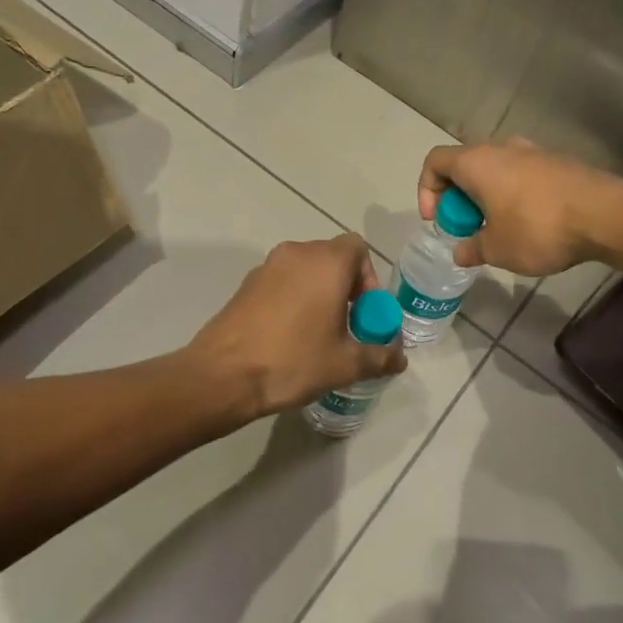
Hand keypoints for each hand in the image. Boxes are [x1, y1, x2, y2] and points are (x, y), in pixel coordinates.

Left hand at [189, 234, 405, 420]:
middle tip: (348, 326)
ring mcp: (266, 267)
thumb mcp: (345, 364)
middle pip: (332, 258)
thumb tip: (399, 360)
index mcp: (326, 262)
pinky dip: (293, 299)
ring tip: (319, 334)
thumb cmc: (293, 360)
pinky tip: (289, 337)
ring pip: (305, 270)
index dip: (369, 278)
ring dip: (319, 293)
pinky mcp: (245, 284)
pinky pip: (282, 283)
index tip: (365, 312)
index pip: (358, 248)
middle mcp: (296, 253)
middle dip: (346, 288)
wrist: (223, 374)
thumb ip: (379, 356)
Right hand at [418, 138, 622, 276]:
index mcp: (476, 162)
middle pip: (464, 165)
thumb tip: (461, 251)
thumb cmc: (538, 228)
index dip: (426, 190)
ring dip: (487, 198)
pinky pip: (521, 176)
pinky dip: (513, 196)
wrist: (606, 215)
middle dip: (458, 198)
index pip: (434, 161)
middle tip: (468, 229)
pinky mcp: (558, 163)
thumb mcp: (496, 249)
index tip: (438, 220)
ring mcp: (533, 152)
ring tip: (498, 230)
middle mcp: (501, 148)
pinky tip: (529, 225)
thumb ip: (472, 248)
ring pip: (495, 171)